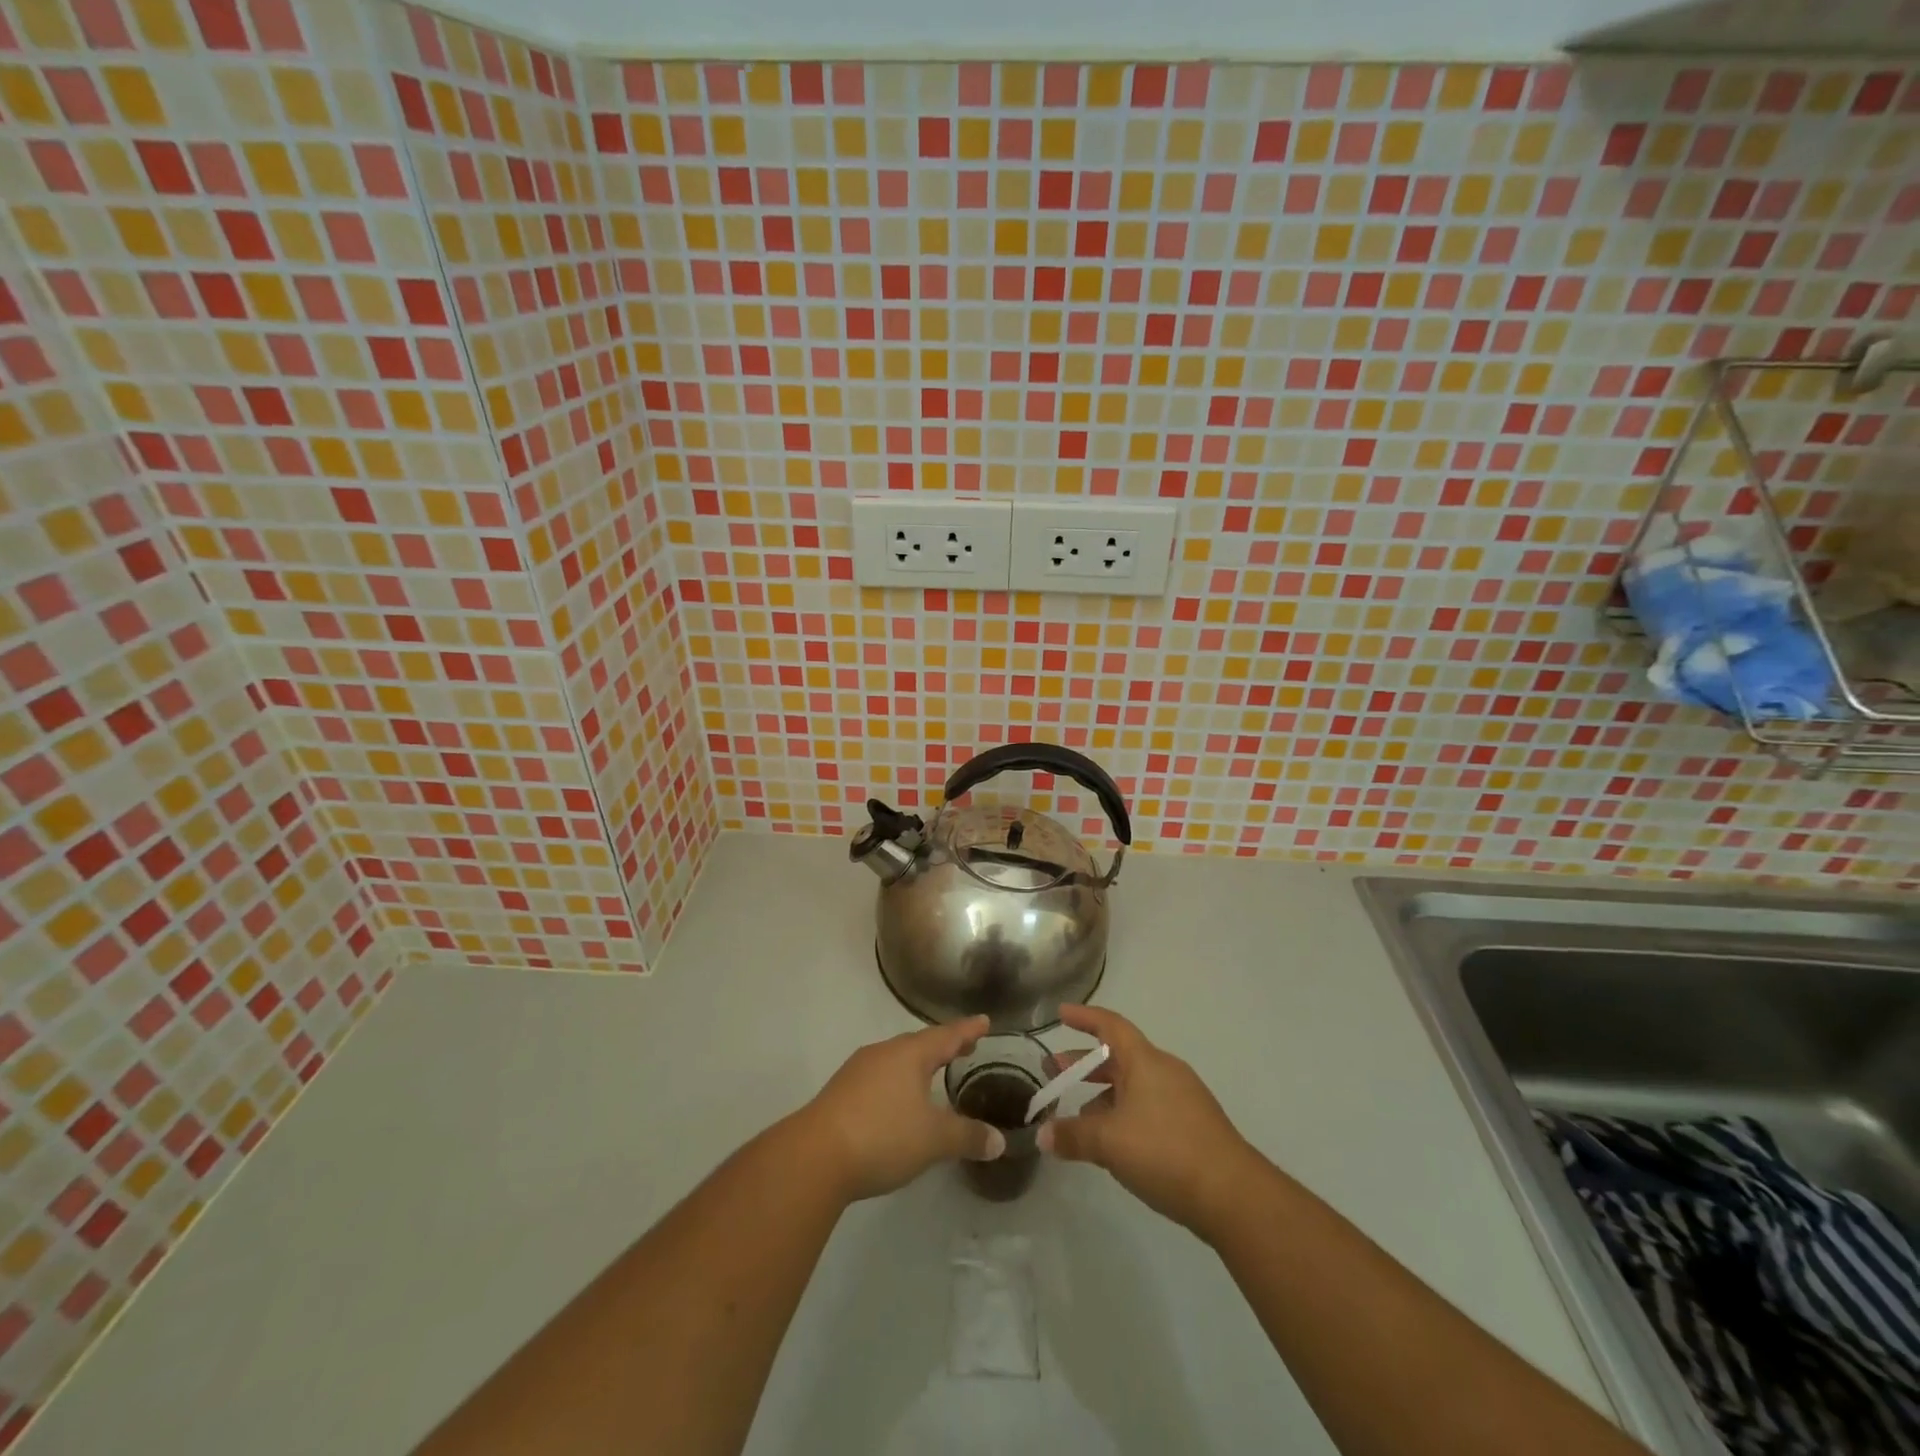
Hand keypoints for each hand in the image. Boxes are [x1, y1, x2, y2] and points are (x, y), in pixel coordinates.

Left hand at [798, 1017, 1006, 1202]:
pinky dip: (898, 1082)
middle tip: (964, 1048)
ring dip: (918, 1064)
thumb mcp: (933, 1140)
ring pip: (897, 1060)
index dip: (968, 1030)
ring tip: (933, 1074)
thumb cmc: (883, 1135)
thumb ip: (968, 1136)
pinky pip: (879, 1077)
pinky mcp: (841, 1091)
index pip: (947, 1036)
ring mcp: (858, 1070)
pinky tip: (898, 1101)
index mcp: (910, 1054)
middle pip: (920, 1043)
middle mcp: (884, 1053)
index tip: (984, 1021)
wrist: (815, 1156)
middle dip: (943, 1046)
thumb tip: (999, 1141)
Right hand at [1037, 1005, 1258, 1236]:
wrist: (1233, 1195)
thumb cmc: (1166, 1151)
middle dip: (1084, 1063)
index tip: (1060, 1014)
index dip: (1084, 1017)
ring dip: (1102, 1094)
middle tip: (1054, 1071)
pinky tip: (1112, 1142)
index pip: (1110, 1025)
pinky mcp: (1192, 1127)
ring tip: (1077, 1115)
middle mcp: (1164, 1071)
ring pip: (1133, 1085)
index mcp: (1145, 1061)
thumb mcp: (1110, 1142)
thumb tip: (1042, 1134)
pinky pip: (1148, 1107)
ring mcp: (1182, 1099)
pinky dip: (1123, 1113)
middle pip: (1118, 1056)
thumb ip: (1073, 1135)